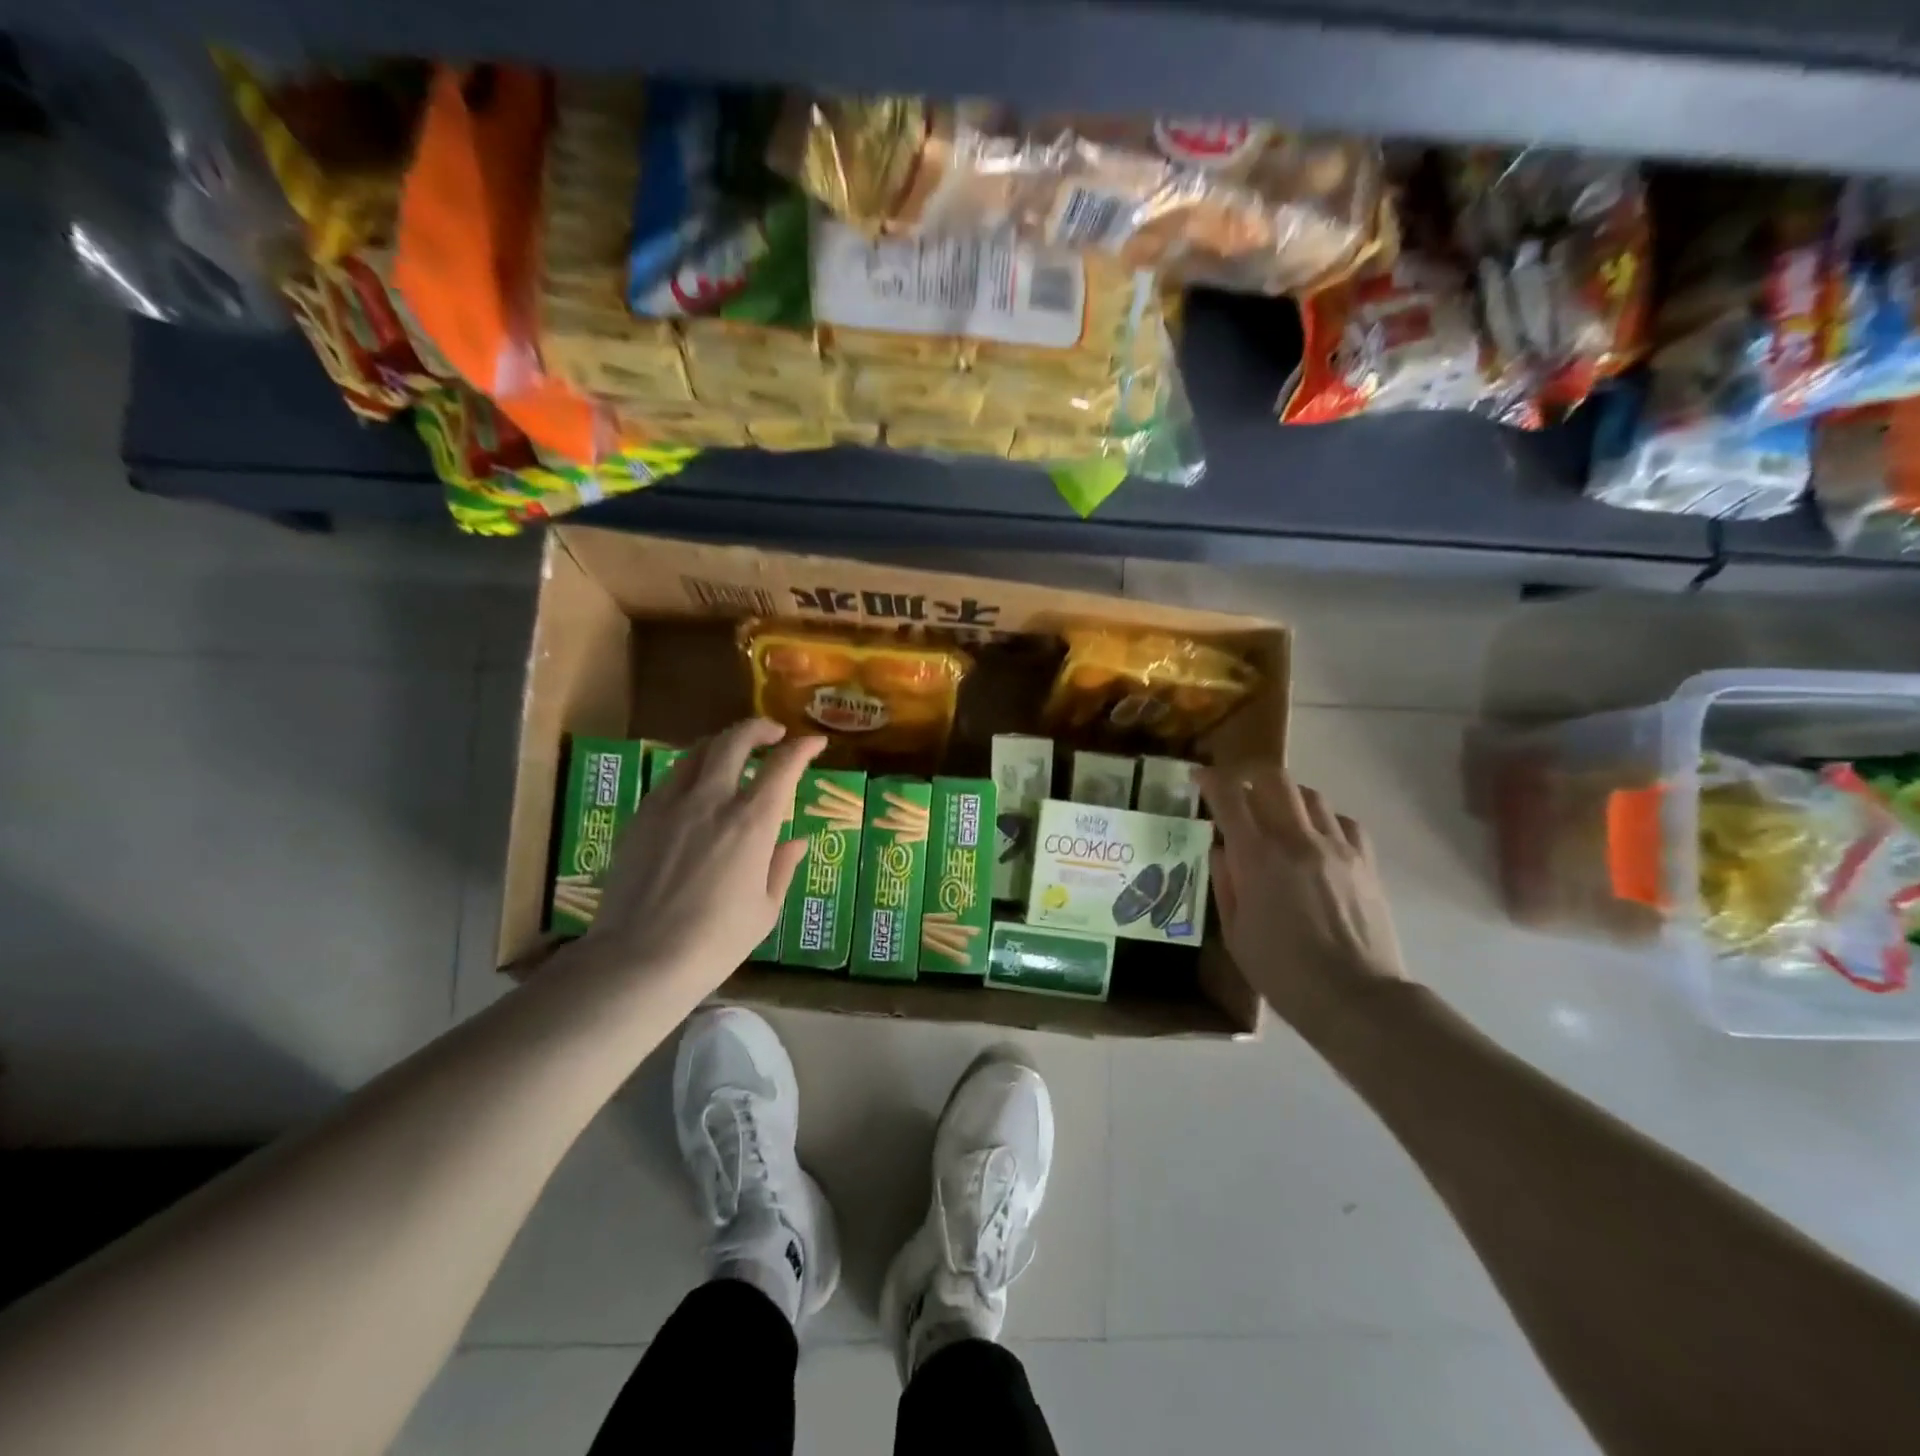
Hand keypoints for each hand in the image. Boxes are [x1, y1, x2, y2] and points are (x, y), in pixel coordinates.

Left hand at [582, 719, 824, 989]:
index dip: (803, 748)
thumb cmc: (715, 941)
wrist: (639, 959)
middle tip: (773, 733)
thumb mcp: (764, 910)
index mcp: (751, 822)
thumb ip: (781, 867)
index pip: (783, 766)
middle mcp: (712, 800)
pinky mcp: (642, 817)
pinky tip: (697, 788)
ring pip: (698, 752)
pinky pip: (672, 778)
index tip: (815, 742)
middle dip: (758, 728)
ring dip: (723, 744)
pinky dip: (693, 770)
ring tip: (734, 753)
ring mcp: (671, 805)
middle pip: (734, 741)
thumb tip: (795, 841)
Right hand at [1198, 762, 1405, 1017]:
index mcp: (1257, 857)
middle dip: (1249, 775)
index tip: (1199, 777)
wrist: (1356, 998)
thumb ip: (1225, 883)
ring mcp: (1336, 847)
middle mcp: (1296, 839)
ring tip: (1277, 814)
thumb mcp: (1235, 933)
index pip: (1229, 797)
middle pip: (1274, 779)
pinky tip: (1316, 838)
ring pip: (1310, 794)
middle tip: (1238, 789)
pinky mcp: (1364, 861)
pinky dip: (1323, 820)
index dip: (1210, 780)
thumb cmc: (1283, 973)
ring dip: (1286, 796)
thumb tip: (1221, 850)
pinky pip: (1343, 821)